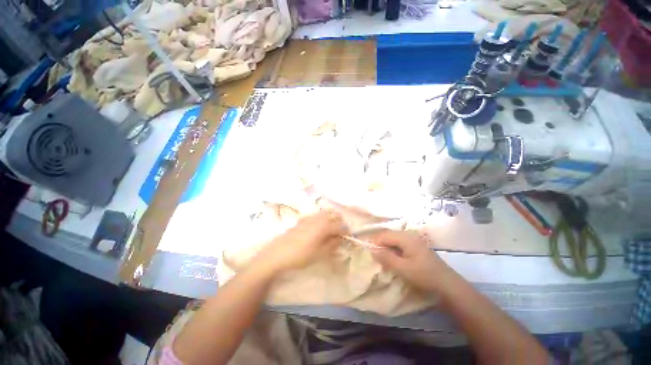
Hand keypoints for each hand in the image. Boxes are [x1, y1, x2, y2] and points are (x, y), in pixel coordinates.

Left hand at [253, 211, 348, 274]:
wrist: (277, 254)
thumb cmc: (300, 256)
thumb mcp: (319, 254)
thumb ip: (331, 245)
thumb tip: (339, 239)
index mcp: (323, 226)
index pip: (339, 225)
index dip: (345, 230)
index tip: (348, 236)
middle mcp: (317, 219)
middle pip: (332, 215)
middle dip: (338, 221)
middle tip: (340, 231)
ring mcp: (307, 218)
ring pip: (323, 213)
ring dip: (329, 218)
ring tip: (330, 228)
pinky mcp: (300, 220)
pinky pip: (314, 215)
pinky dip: (320, 219)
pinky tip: (317, 227)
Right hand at [368, 230, 450, 291]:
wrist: (448, 285)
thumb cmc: (425, 276)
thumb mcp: (403, 269)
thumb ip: (386, 258)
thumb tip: (372, 250)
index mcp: (406, 238)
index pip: (384, 235)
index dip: (374, 242)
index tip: (367, 251)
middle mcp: (409, 236)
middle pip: (389, 236)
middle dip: (379, 244)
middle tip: (372, 254)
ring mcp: (414, 241)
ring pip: (394, 240)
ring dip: (385, 247)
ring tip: (380, 257)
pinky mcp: (416, 247)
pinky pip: (400, 245)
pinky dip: (393, 250)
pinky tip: (391, 258)